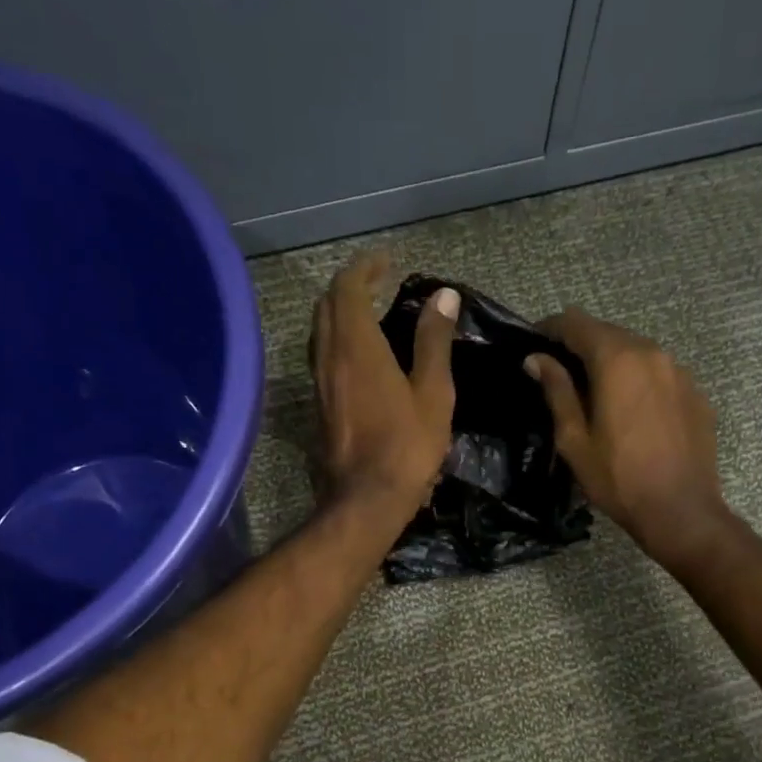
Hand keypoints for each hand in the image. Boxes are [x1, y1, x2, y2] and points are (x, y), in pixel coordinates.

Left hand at [310, 251, 456, 517]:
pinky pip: (321, 357)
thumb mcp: (433, 393)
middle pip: (326, 305)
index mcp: (356, 346)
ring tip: (368, 314)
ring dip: (339, 313)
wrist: (365, 500)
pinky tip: (358, 356)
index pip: (347, 288)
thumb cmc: (407, 447)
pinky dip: (337, 341)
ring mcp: (318, 383)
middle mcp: (328, 357)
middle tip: (377, 284)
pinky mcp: (318, 406)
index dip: (364, 268)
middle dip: (349, 286)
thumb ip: (434, 341)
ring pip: (319, 332)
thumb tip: (443, 296)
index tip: (386, 262)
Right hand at [527, 309, 727, 566]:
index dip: (550, 329)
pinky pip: (660, 375)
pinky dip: (639, 382)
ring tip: (596, 394)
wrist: (681, 511)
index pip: (576, 323)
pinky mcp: (696, 394)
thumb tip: (537, 359)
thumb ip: (557, 390)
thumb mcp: (574, 439)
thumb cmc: (617, 479)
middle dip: (581, 346)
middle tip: (560, 373)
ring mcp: (680, 372)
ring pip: (637, 352)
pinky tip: (632, 413)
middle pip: (609, 334)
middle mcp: (652, 353)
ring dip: (613, 363)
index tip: (534, 344)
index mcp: (617, 360)